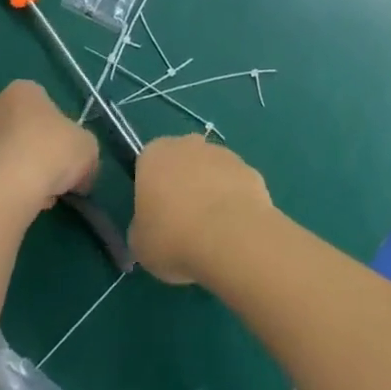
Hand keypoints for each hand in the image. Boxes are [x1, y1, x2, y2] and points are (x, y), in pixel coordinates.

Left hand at [0, 81, 99, 219]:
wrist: (6, 189)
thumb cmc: (51, 153)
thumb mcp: (88, 148)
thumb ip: (86, 154)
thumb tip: (81, 176)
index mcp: (24, 90)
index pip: (46, 105)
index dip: (61, 131)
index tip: (67, 154)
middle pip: (24, 128)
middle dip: (39, 150)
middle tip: (54, 175)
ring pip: (8, 152)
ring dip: (22, 170)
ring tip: (38, 196)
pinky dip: (6, 185)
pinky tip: (19, 202)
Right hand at [129, 135, 273, 285]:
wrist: (231, 238)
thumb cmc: (174, 238)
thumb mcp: (140, 244)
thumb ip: (141, 228)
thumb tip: (150, 228)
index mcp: (155, 155)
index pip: (147, 164)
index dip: (151, 190)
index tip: (155, 215)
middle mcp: (188, 145)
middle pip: (181, 162)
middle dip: (182, 185)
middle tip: (182, 223)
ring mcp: (223, 154)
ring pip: (210, 172)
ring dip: (210, 193)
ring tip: (211, 233)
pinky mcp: (250, 170)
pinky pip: (235, 186)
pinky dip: (234, 203)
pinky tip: (234, 231)